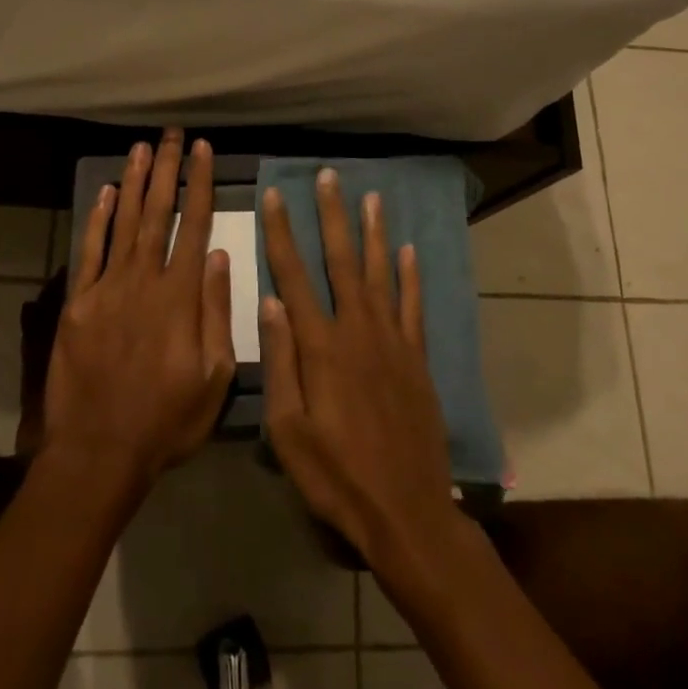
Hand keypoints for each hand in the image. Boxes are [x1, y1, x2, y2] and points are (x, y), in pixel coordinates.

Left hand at [42, 128, 235, 490]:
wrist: (98, 451)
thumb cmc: (167, 420)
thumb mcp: (215, 376)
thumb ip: (217, 312)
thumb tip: (220, 256)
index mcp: (180, 296)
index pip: (194, 225)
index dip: (200, 184)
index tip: (205, 150)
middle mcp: (143, 280)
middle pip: (158, 212)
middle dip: (168, 169)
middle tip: (173, 133)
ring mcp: (106, 288)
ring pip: (124, 222)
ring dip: (135, 182)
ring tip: (143, 147)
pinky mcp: (78, 302)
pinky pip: (89, 251)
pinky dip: (98, 219)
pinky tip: (108, 192)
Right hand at [261, 170, 459, 574]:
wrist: (406, 512)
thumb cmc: (336, 476)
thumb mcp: (289, 431)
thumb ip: (281, 362)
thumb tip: (270, 302)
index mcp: (321, 347)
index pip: (293, 276)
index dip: (281, 233)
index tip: (274, 196)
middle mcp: (358, 331)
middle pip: (341, 261)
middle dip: (332, 215)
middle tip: (329, 177)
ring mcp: (393, 342)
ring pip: (381, 274)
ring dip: (373, 233)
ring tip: (371, 197)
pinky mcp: (417, 359)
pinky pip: (413, 307)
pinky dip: (411, 276)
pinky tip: (409, 251)